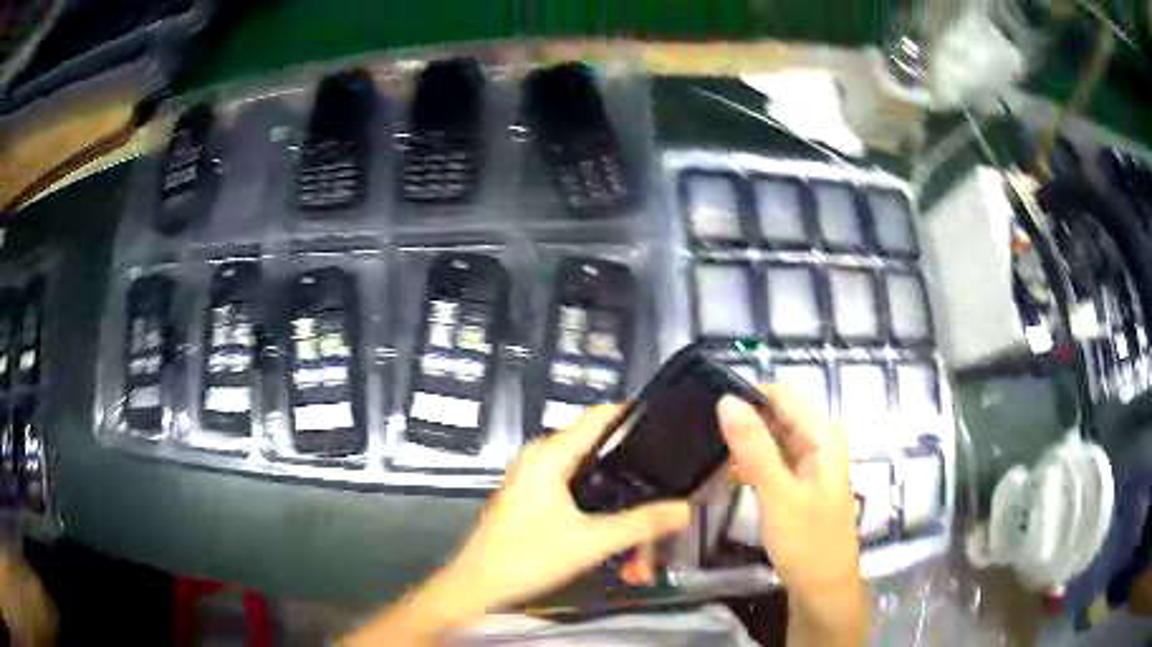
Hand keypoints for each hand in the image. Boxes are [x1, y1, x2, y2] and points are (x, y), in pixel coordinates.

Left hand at [347, 405, 690, 645]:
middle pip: (595, 442)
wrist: (477, 585)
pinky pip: (570, 482)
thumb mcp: (591, 542)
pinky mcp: (529, 493)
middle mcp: (539, 455)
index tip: (670, 426)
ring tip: (647, 499)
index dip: (635, 415)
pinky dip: (595, 495)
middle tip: (666, 476)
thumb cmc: (528, 557)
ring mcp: (531, 474)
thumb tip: (685, 509)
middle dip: (630, 459)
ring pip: (583, 466)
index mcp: (550, 454)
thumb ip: (642, 524)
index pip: (600, 416)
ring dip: (614, 483)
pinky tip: (614, 516)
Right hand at [718, 385, 864, 644]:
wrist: (822, 588)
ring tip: (708, 451)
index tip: (709, 412)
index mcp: (823, 437)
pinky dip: (752, 462)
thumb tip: (727, 400)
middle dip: (745, 419)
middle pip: (779, 413)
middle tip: (703, 435)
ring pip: (774, 437)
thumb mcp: (777, 494)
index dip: (748, 396)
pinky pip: (774, 459)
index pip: (783, 394)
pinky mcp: (800, 482)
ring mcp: (811, 463)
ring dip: (746, 441)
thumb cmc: (806, 541)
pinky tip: (727, 472)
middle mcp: (820, 442)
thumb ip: (753, 446)